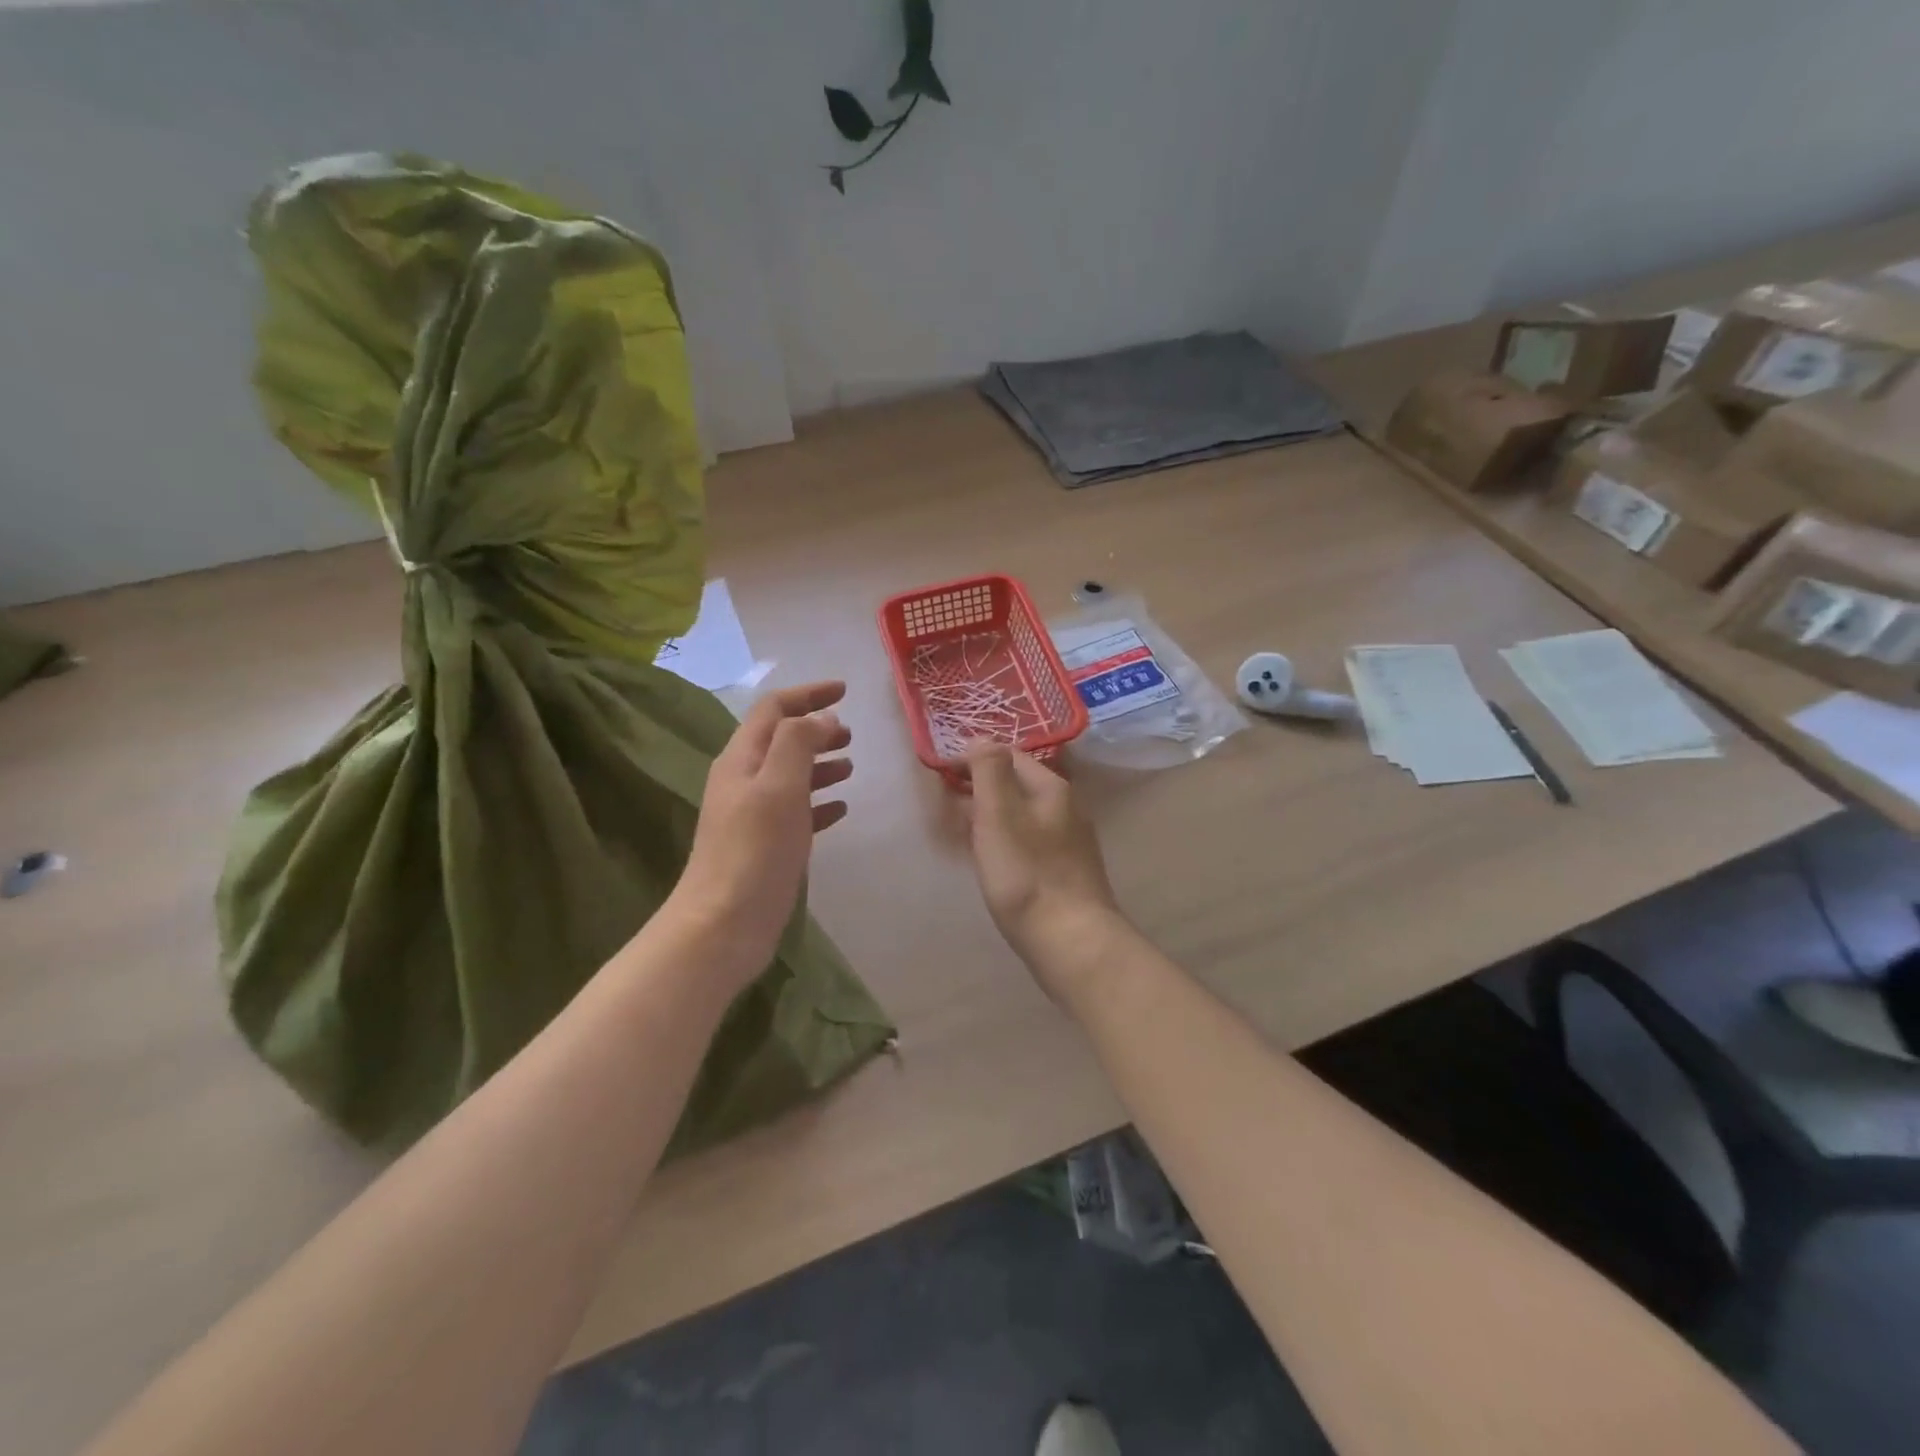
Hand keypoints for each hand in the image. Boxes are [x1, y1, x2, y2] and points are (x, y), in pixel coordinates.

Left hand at [671, 681, 852, 987]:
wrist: (724, 924)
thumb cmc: (754, 850)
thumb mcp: (779, 786)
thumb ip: (800, 743)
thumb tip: (822, 718)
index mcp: (741, 759)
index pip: (774, 709)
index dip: (808, 694)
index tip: (845, 690)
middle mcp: (744, 781)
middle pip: (781, 740)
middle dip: (816, 729)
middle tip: (851, 733)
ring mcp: (753, 815)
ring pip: (790, 775)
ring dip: (820, 764)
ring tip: (851, 766)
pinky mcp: (765, 845)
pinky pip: (797, 811)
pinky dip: (819, 802)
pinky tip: (841, 809)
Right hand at [964, 744, 1123, 1000]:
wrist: (1071, 941)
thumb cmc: (1027, 874)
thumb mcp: (999, 815)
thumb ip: (989, 771)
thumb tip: (982, 737)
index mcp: (1052, 788)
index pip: (1009, 756)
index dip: (973, 759)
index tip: (941, 773)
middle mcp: (1066, 808)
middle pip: (1016, 785)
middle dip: (980, 788)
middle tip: (944, 803)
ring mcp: (1069, 842)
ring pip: (1021, 816)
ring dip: (989, 816)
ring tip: (958, 830)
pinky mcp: (1065, 872)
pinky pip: (1027, 843)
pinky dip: (1003, 841)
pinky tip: (988, 861)